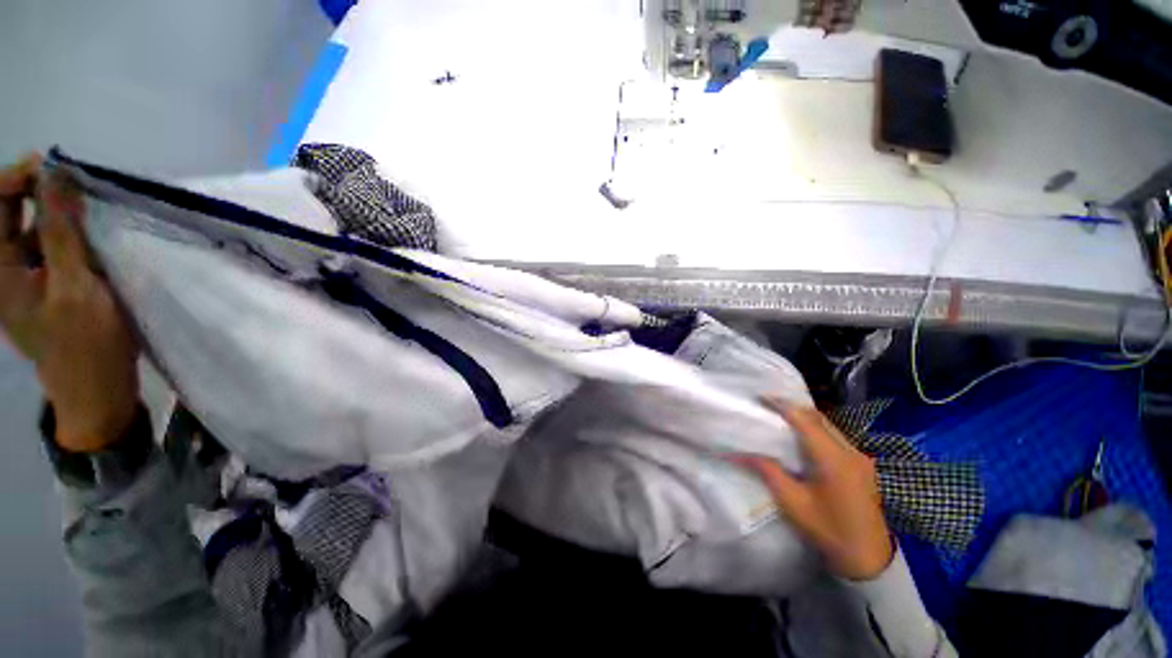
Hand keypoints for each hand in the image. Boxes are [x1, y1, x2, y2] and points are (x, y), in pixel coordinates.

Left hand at [0, 154, 139, 452]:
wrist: (96, 389)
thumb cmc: (85, 344)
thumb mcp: (74, 288)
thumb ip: (60, 234)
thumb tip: (54, 177)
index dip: (16, 178)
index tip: (51, 166)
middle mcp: (4, 267)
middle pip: (9, 211)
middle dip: (37, 188)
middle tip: (71, 181)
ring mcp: (25, 276)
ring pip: (31, 224)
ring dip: (54, 209)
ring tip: (84, 204)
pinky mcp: (46, 282)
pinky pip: (48, 242)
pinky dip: (66, 229)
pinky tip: (86, 230)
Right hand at [734, 400, 892, 579]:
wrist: (869, 560)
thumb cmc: (829, 531)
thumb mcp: (793, 503)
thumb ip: (768, 472)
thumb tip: (739, 453)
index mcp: (834, 460)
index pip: (805, 421)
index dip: (783, 405)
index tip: (762, 396)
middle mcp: (851, 452)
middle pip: (820, 418)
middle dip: (793, 407)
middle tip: (768, 404)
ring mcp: (860, 458)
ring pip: (829, 426)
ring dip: (805, 417)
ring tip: (781, 416)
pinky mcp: (862, 466)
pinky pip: (836, 437)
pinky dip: (816, 429)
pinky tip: (803, 436)